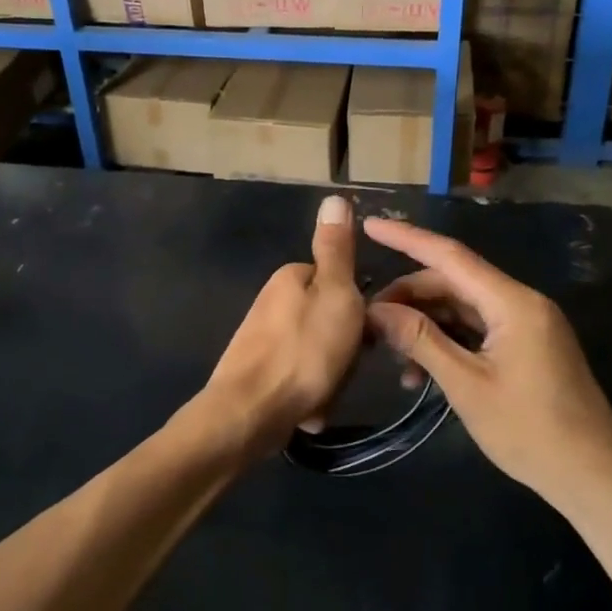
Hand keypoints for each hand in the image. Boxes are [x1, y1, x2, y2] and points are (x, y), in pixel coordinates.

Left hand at [188, 195, 365, 460]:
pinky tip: (308, 410)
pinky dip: (309, 395)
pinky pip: (300, 378)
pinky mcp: (257, 371)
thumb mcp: (335, 294)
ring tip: (323, 394)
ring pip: (317, 354)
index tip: (360, 334)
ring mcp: (262, 338)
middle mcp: (272, 301)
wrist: (250, 413)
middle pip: (328, 321)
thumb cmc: (304, 352)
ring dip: (329, 377)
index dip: (356, 310)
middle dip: (342, 350)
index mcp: (290, 277)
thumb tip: (334, 197)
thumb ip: (337, 250)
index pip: (339, 283)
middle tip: (341, 368)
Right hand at [363, 217, 611, 507]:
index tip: (369, 225)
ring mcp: (526, 326)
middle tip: (367, 320)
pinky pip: (477, 330)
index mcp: (512, 303)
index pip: (450, 256)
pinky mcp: (527, 347)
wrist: (596, 479)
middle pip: (453, 283)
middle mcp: (521, 303)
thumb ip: (421, 340)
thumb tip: (376, 310)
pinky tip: (421, 373)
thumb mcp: (467, 385)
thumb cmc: (531, 432)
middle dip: (409, 297)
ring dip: (425, 325)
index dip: (406, 238)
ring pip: (462, 308)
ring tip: (389, 354)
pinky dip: (447, 343)